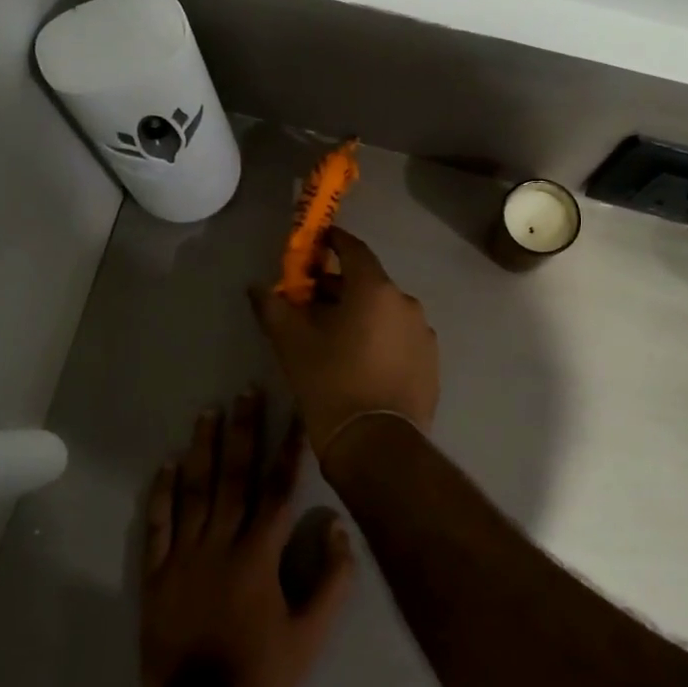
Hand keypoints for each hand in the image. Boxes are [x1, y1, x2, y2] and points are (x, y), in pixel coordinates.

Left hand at [141, 390, 355, 686]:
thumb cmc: (262, 671)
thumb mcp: (312, 634)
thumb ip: (332, 581)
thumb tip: (340, 530)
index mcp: (260, 555)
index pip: (278, 490)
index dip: (289, 450)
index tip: (295, 414)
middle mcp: (221, 543)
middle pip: (234, 477)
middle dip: (243, 431)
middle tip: (246, 392)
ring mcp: (183, 556)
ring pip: (194, 491)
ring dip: (203, 448)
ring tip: (208, 412)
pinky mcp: (155, 574)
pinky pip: (157, 524)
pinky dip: (162, 493)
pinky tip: (167, 464)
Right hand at [252, 228, 439, 461]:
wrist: (376, 444)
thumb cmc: (330, 383)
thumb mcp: (292, 344)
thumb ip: (273, 307)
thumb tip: (256, 287)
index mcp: (375, 290)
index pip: (354, 250)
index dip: (334, 242)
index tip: (318, 242)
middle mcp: (406, 303)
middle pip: (369, 283)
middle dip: (340, 287)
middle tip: (312, 302)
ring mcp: (423, 334)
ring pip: (386, 312)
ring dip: (362, 314)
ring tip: (334, 336)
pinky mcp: (431, 363)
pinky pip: (400, 338)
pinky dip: (381, 338)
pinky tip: (361, 361)